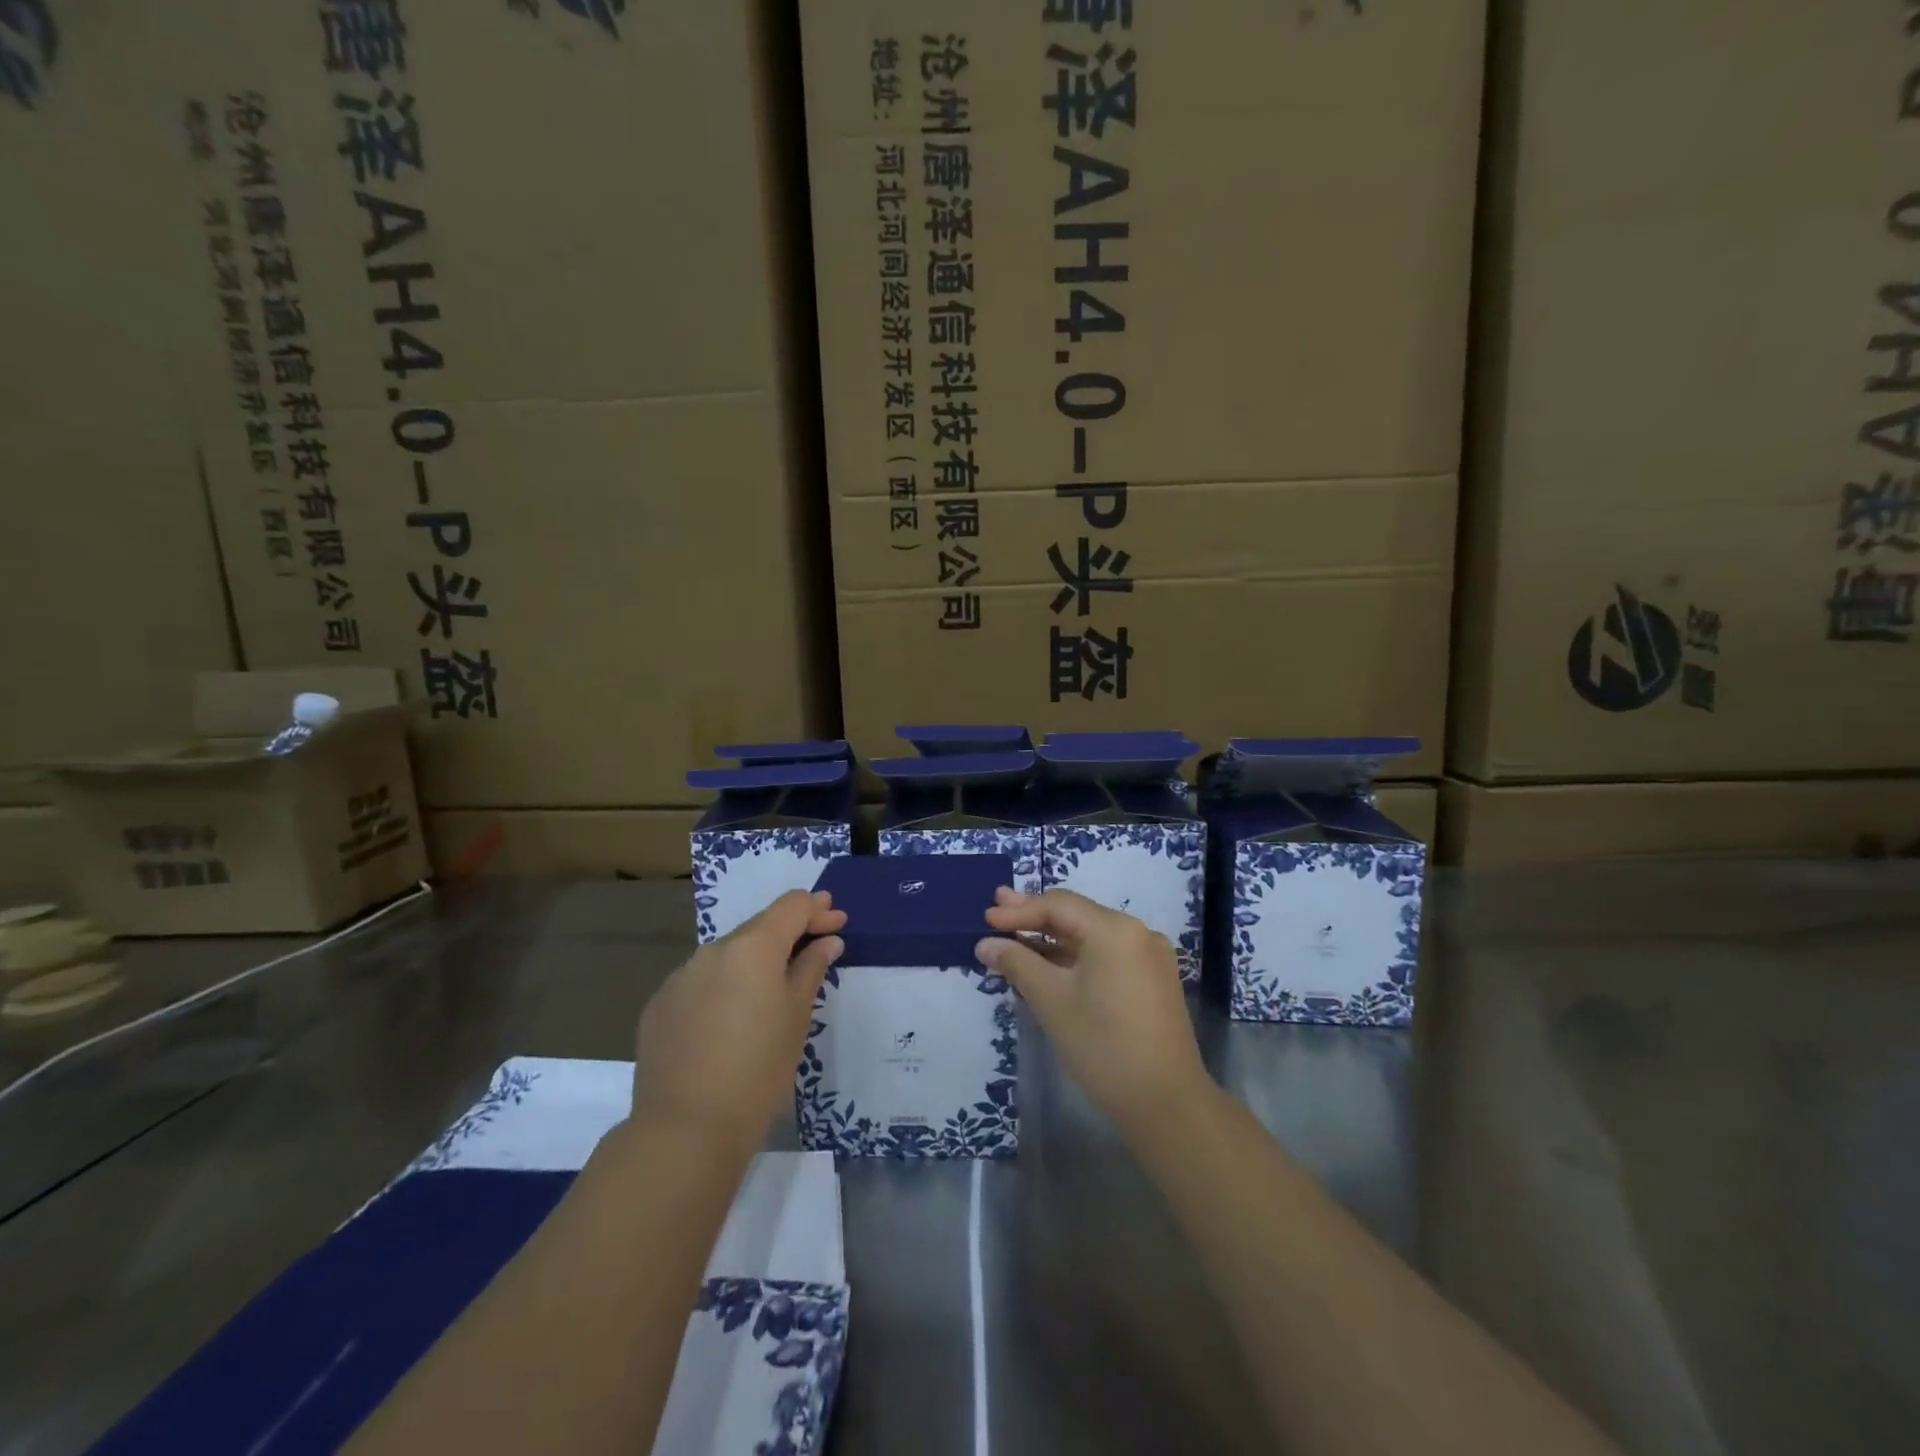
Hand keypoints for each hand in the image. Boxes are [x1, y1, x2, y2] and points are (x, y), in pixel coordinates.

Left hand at [633, 890, 845, 1154]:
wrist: (685, 1130)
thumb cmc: (759, 1070)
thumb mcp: (797, 1016)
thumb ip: (811, 969)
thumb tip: (826, 942)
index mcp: (752, 947)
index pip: (791, 906)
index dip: (818, 910)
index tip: (838, 923)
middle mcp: (713, 951)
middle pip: (759, 928)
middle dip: (788, 935)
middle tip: (814, 950)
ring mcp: (680, 977)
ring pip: (727, 957)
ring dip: (754, 964)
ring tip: (772, 992)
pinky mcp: (659, 1007)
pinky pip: (701, 984)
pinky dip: (723, 988)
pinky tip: (730, 1020)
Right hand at [976, 888, 1211, 1147]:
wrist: (1166, 1104)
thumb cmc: (1103, 1047)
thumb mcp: (1052, 1001)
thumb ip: (1017, 963)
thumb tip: (985, 943)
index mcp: (1115, 929)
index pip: (1058, 905)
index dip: (1019, 910)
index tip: (986, 919)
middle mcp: (1138, 932)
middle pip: (1076, 915)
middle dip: (1035, 915)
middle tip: (996, 910)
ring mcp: (1150, 956)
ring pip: (1091, 936)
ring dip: (1053, 938)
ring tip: (1016, 937)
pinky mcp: (1153, 980)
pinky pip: (1107, 955)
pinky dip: (1076, 956)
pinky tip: (1050, 963)